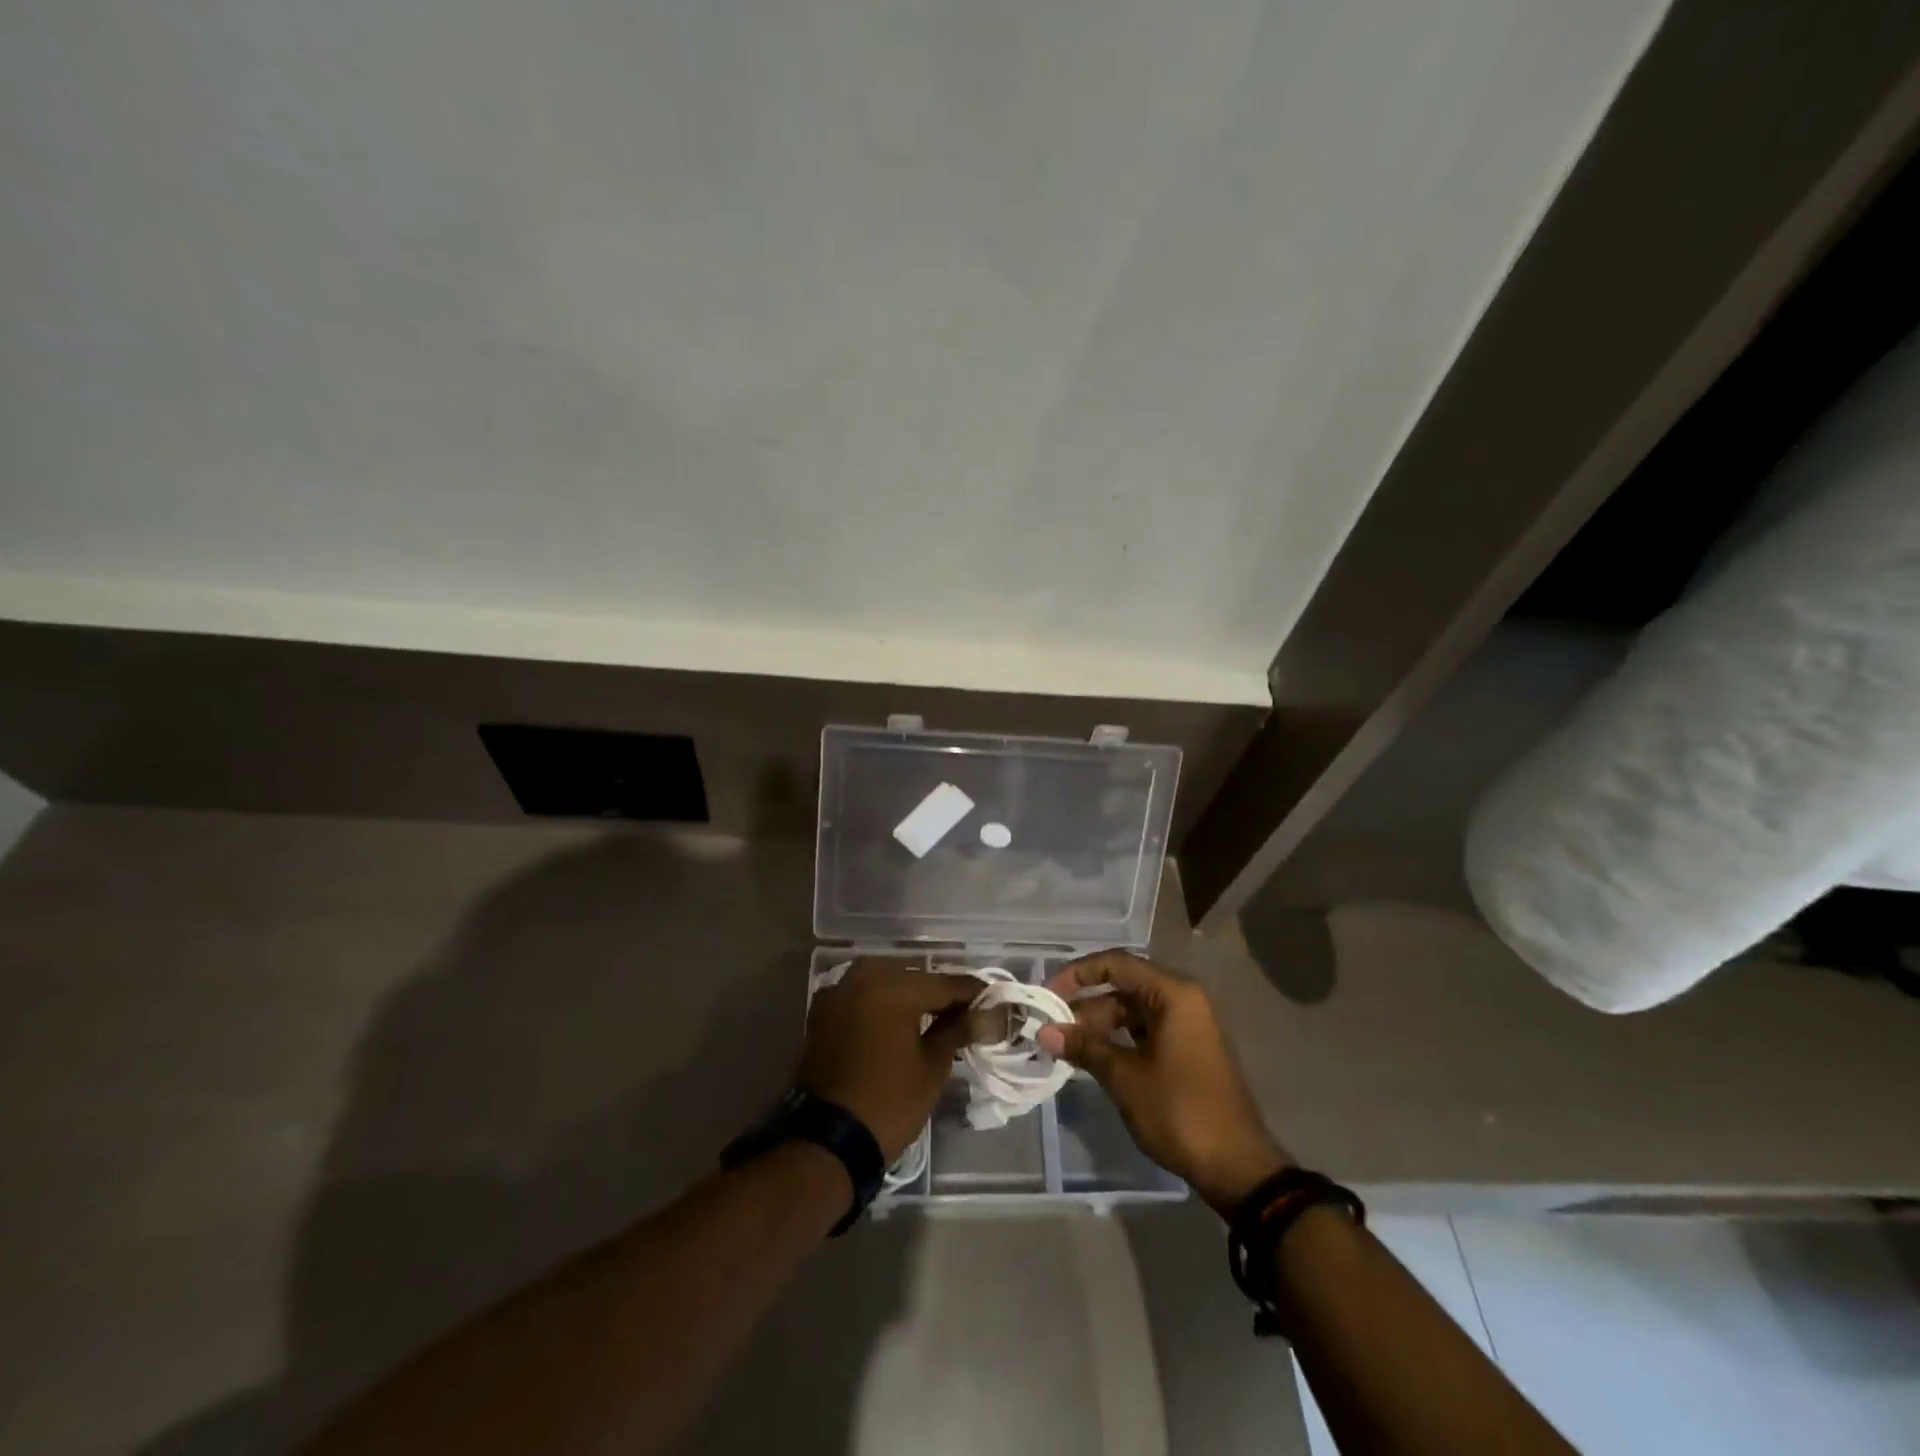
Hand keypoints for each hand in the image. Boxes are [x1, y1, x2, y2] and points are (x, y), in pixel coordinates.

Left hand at [797, 958, 981, 1161]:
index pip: (944, 983)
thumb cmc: (888, 1103)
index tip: (991, 1000)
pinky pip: (861, 996)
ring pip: (885, 982)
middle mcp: (863, 977)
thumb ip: (956, 1030)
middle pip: (913, 977)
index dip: (971, 992)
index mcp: (894, 986)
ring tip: (931, 1019)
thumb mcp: (932, 1068)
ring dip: (907, 996)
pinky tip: (896, 1023)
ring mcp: (838, 991)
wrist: (825, 1141)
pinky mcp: (822, 1012)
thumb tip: (979, 1014)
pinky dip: (880, 1004)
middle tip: (962, 1013)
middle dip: (937, 993)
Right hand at [1037, 950, 1289, 1216]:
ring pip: (1132, 1011)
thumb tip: (1044, 1031)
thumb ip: (1085, 1047)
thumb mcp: (1125, 1077)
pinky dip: (1118, 1040)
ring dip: (1100, 1025)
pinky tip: (1094, 1058)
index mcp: (1173, 994)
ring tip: (1067, 1047)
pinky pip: (1145, 1031)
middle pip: (1124, 987)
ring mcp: (1187, 1026)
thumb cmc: (1180, 1111)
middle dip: (1086, 1006)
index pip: (1116, 964)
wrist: (1237, 1167)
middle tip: (1053, 1029)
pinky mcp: (1187, 1050)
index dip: (1078, 974)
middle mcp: (1183, 1000)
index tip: (1048, 995)